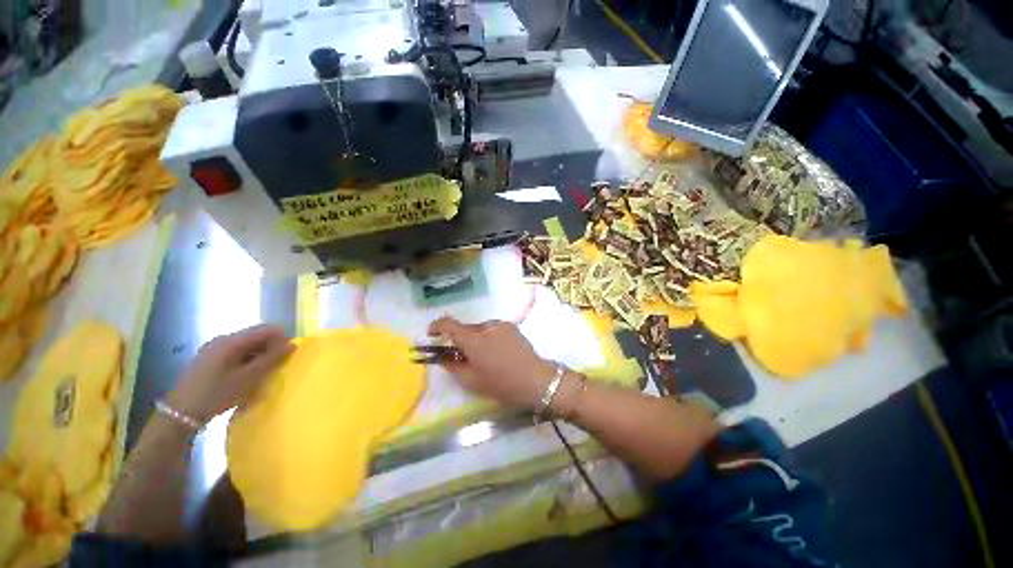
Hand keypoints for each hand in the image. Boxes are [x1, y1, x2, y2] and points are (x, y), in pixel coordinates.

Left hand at [166, 324, 292, 422]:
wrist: (180, 414)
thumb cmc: (217, 394)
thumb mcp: (249, 378)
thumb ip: (272, 359)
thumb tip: (292, 344)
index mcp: (232, 341)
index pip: (266, 329)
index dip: (281, 338)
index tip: (288, 355)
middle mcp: (222, 339)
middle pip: (256, 336)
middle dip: (270, 348)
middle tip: (277, 366)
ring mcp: (213, 349)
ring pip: (246, 345)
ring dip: (259, 355)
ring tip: (263, 373)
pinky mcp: (209, 359)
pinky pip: (236, 353)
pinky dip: (247, 360)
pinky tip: (246, 376)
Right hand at [428, 317, 555, 408]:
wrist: (535, 379)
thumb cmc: (501, 383)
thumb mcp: (472, 380)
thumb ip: (452, 366)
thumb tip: (442, 356)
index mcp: (473, 340)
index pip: (449, 324)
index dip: (436, 326)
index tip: (431, 334)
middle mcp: (485, 326)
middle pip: (465, 328)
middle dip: (459, 339)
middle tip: (460, 355)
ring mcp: (500, 324)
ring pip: (479, 329)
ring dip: (475, 339)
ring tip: (483, 356)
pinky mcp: (511, 326)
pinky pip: (492, 329)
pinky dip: (487, 337)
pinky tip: (496, 352)